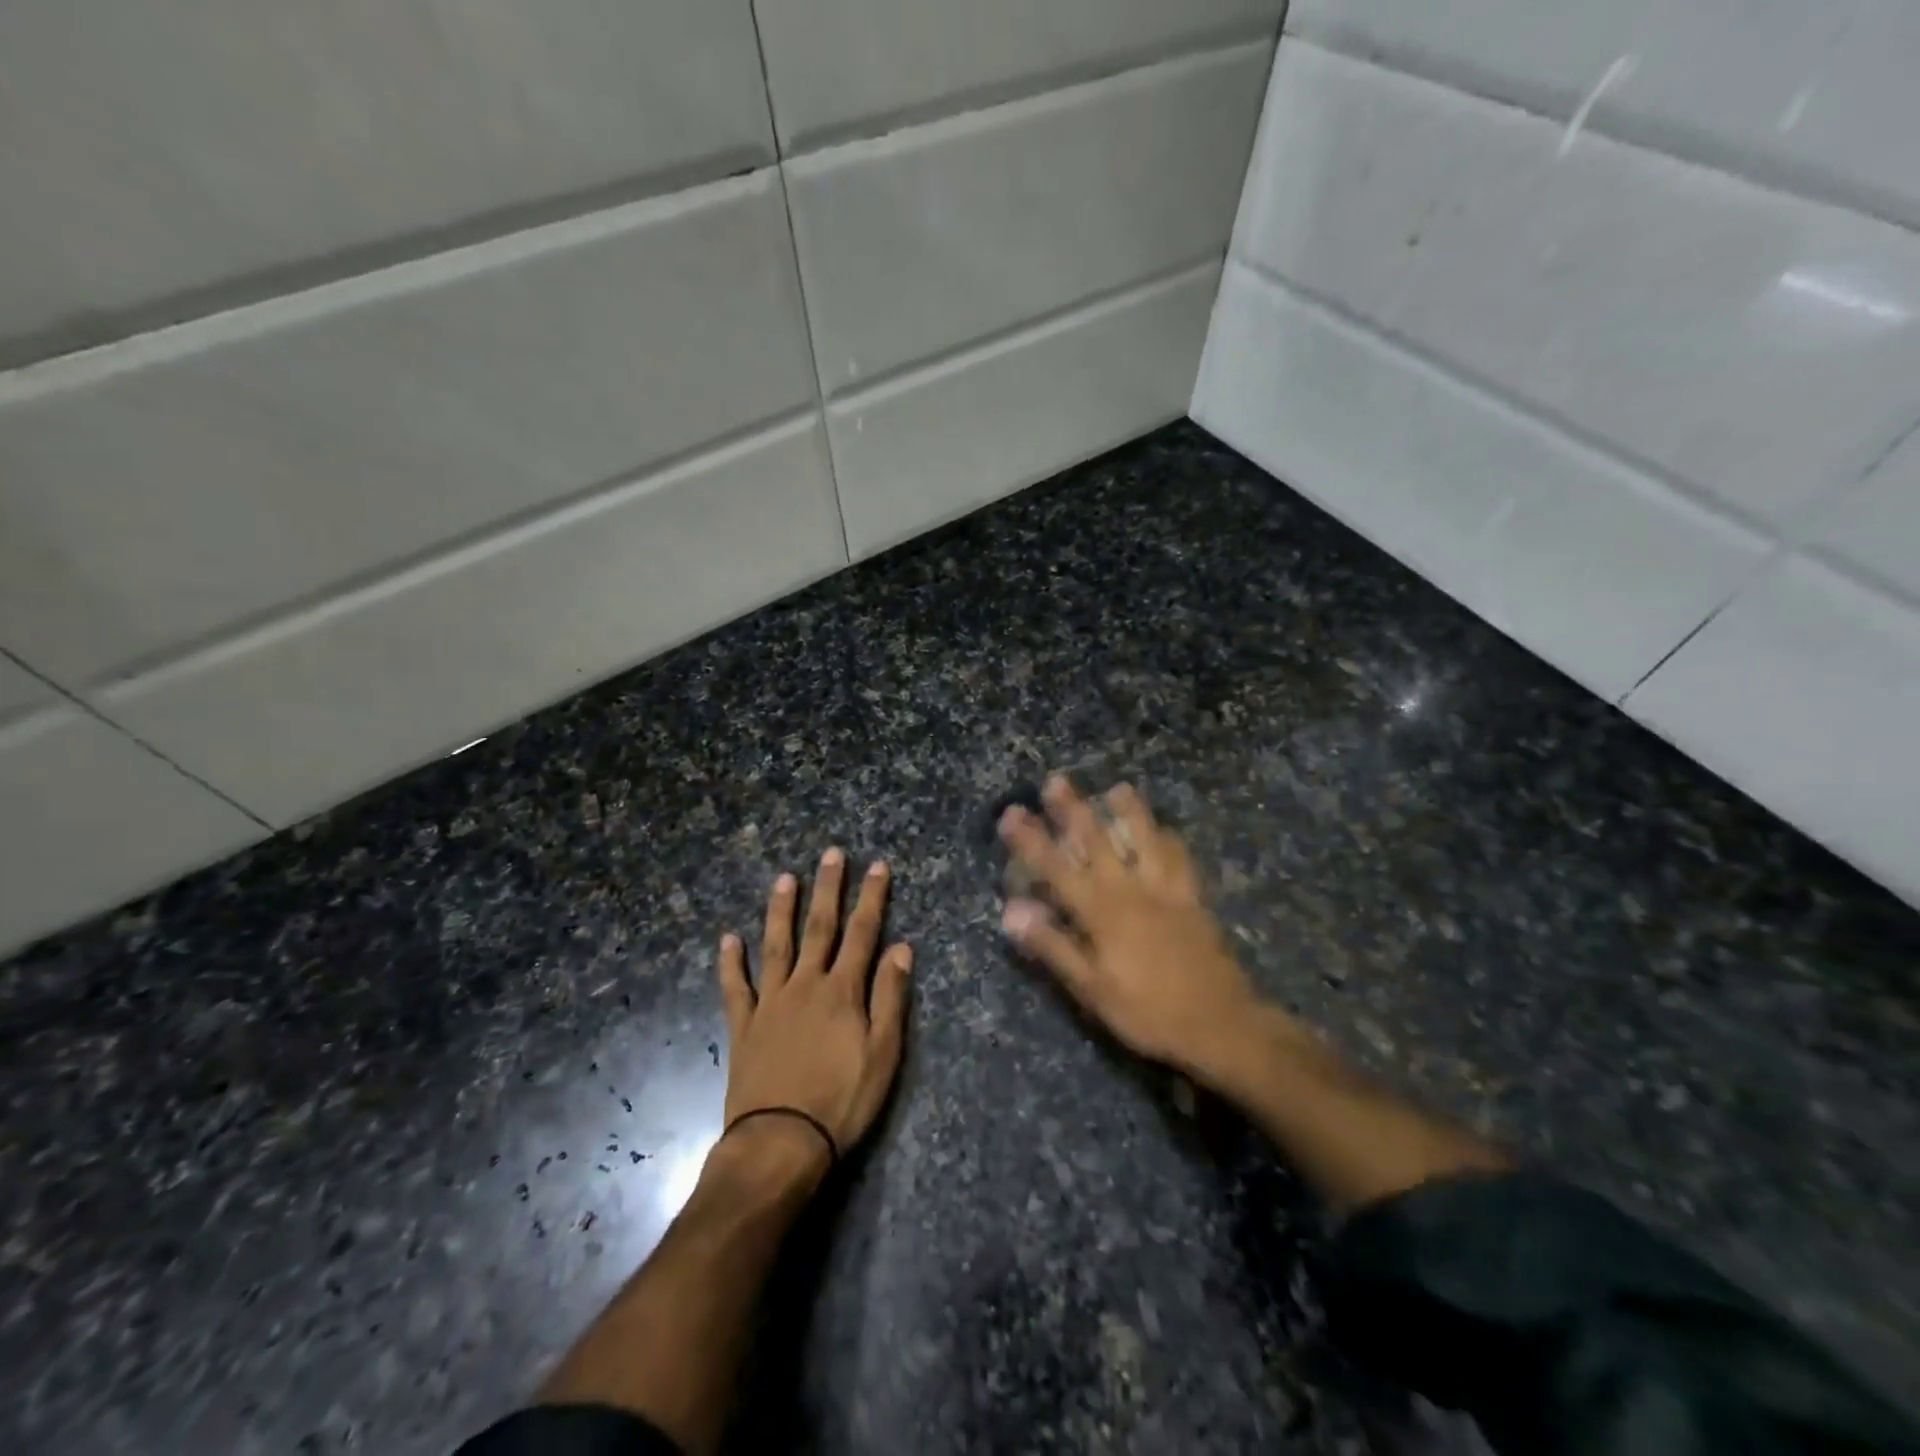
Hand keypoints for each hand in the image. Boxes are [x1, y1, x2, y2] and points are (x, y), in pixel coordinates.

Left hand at [717, 849, 912, 1172]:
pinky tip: (728, 939)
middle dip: (828, 888)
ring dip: (781, 910)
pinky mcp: (744, 1027)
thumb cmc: (842, 1100)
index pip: (862, 933)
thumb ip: (890, 997)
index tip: (877, 865)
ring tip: (784, 878)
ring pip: (776, 945)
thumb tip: (902, 948)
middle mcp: (806, 985)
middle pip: (819, 928)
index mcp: (843, 991)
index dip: (871, 897)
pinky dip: (731, 963)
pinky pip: (736, 988)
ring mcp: (771, 1003)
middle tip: (831, 853)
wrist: (781, 1143)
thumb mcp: (884, 1053)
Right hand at [999, 777, 1258, 1083]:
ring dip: (1130, 812)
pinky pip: (1180, 860)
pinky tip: (1166, 831)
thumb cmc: (1148, 1011)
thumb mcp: (1092, 988)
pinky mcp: (1193, 900)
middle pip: (1098, 841)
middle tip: (1056, 780)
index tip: (1011, 813)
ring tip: (1118, 788)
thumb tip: (1011, 910)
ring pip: (1145, 840)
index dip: (1031, 840)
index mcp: (1102, 912)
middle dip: (1074, 810)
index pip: (1056, 868)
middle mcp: (1132, 890)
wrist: (1221, 1024)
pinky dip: (1170, 840)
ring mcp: (1167, 891)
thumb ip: (1053, 945)